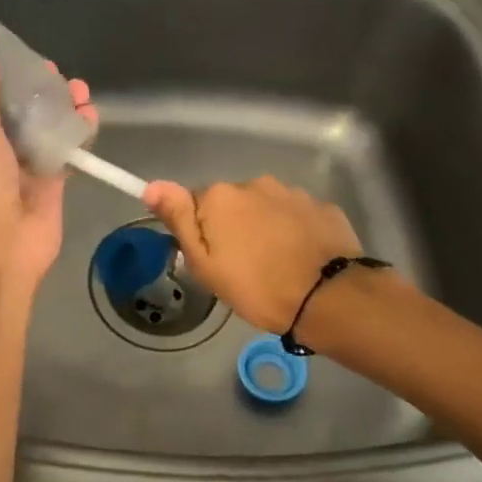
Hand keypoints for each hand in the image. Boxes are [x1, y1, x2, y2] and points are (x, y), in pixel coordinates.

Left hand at [0, 25, 96, 290]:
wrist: (0, 255)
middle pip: (2, 104)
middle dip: (23, 83)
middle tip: (44, 66)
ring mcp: (15, 163)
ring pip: (35, 124)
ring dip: (55, 103)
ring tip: (76, 86)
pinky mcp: (45, 180)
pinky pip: (60, 147)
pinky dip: (75, 130)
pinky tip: (89, 113)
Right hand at [144, 175, 365, 334]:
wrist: (329, 298)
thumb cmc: (256, 287)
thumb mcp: (205, 264)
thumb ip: (179, 220)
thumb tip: (152, 185)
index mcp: (220, 197)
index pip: (195, 205)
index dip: (200, 233)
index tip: (212, 260)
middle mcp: (255, 184)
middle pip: (232, 204)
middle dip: (233, 228)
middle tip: (241, 268)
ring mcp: (293, 193)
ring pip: (266, 208)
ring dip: (265, 228)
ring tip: (275, 266)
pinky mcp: (323, 207)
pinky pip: (297, 216)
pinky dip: (294, 232)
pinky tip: (300, 259)